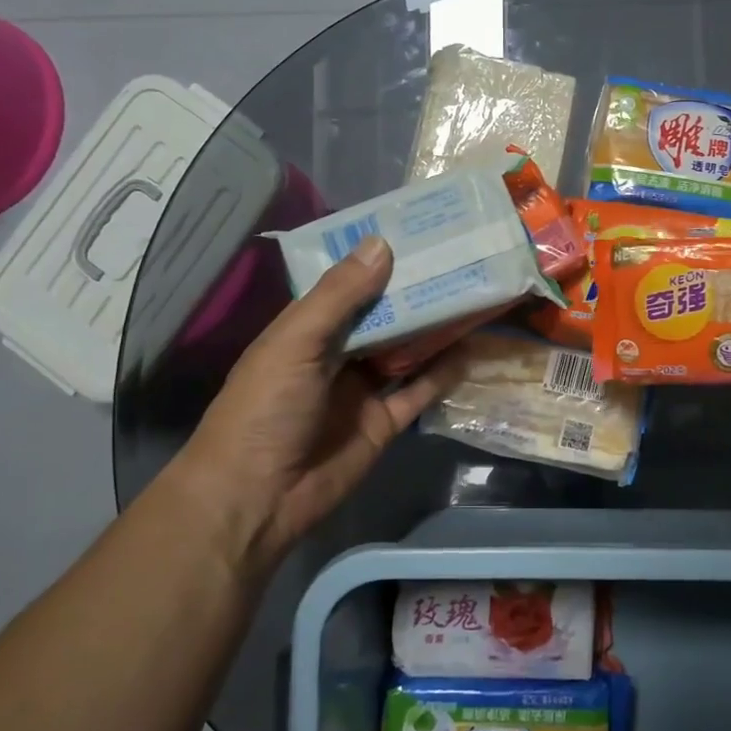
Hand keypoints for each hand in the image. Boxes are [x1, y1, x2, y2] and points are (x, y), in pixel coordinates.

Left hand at [165, 235, 458, 579]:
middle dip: (415, 292)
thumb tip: (382, 244)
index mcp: (308, 329)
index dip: (378, 261)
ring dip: (434, 328)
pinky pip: (419, 391)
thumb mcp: (295, 342)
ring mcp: (362, 389)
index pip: (349, 285)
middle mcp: (337, 354)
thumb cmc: (265, 408)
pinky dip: (442, 373)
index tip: (416, 233)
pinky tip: (469, 349)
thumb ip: (339, 296)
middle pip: (383, 316)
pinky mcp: (384, 422)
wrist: (257, 498)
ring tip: (473, 295)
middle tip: (458, 259)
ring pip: (406, 350)